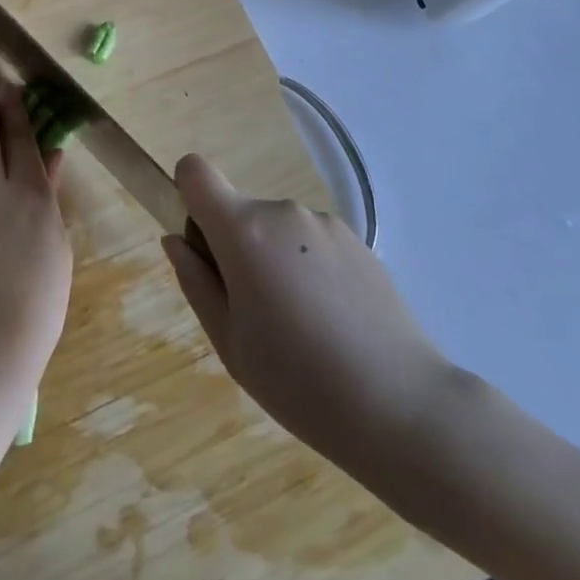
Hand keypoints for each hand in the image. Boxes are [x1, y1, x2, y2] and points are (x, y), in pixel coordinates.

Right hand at [163, 154, 457, 477]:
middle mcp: (282, 212)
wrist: (403, 407)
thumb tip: (176, 240)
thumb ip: (195, 282)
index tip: (201, 245)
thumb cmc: (299, 383)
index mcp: (243, 231)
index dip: (187, 195)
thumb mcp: (229, 343)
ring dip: (274, 260)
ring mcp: (324, 223)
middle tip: (255, 314)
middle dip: (235, 249)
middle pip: (239, 212)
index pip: (195, 172)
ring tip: (301, 326)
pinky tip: (333, 323)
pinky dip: (309, 269)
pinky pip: (312, 243)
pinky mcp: (359, 241)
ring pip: (277, 231)